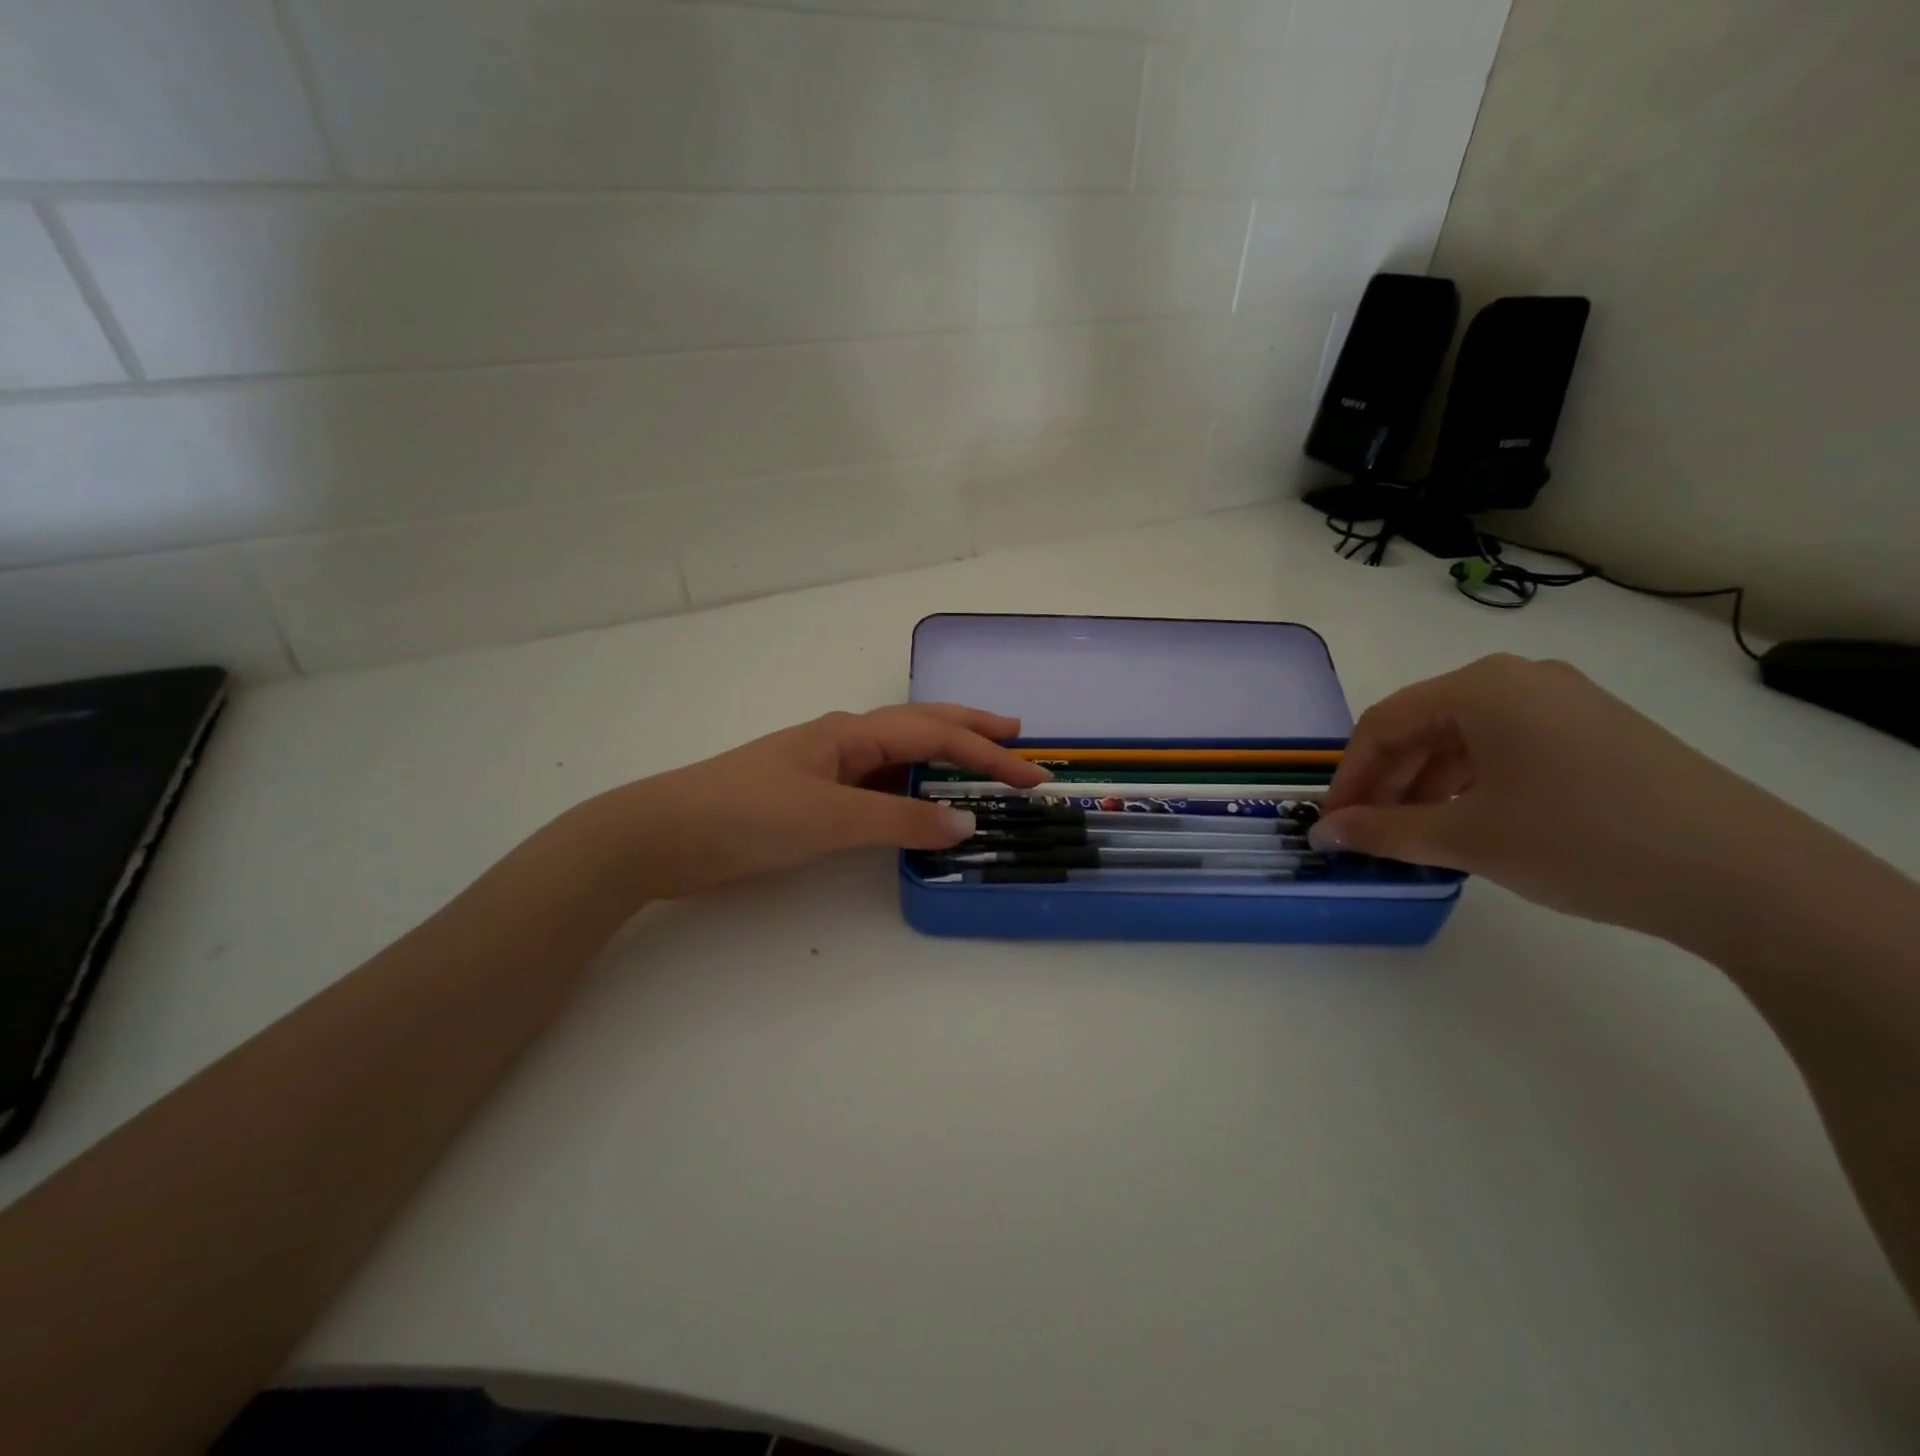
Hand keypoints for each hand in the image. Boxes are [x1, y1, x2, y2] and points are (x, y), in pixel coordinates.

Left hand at [592, 703, 1047, 900]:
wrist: (664, 835)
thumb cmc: (747, 813)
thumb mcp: (828, 818)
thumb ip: (898, 822)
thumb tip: (965, 824)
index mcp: (851, 733)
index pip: (934, 735)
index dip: (987, 754)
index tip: (1032, 774)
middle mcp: (845, 743)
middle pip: (921, 728)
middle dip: (971, 732)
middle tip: (1016, 737)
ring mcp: (828, 770)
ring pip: (900, 758)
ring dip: (943, 761)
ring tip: (980, 768)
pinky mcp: (814, 799)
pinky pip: (879, 789)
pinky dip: (911, 793)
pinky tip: (920, 805)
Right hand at [1309, 654, 1807, 935]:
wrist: (1746, 875)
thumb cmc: (1581, 841)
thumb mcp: (1467, 839)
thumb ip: (1383, 831)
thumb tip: (1325, 832)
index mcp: (1480, 687)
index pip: (1383, 724)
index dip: (1348, 776)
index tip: (1331, 823)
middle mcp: (1518, 678)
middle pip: (1422, 725)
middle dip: (1386, 780)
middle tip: (1367, 831)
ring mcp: (1564, 699)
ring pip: (1463, 735)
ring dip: (1426, 782)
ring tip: (1416, 833)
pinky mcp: (1596, 728)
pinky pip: (1506, 744)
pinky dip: (1472, 779)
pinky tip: (1471, 819)